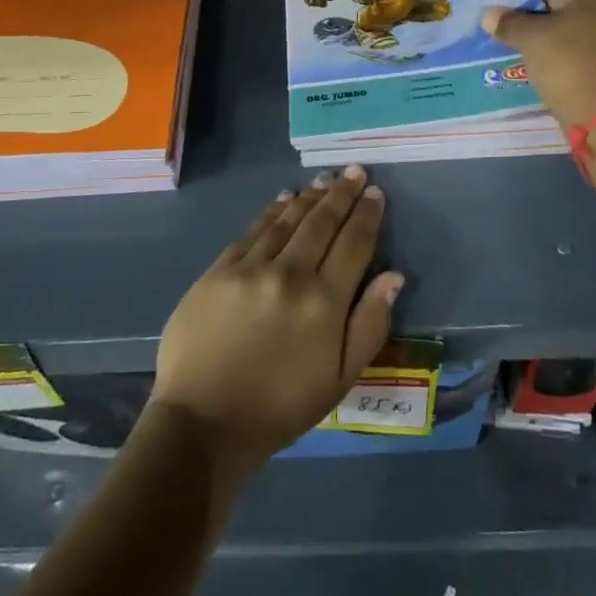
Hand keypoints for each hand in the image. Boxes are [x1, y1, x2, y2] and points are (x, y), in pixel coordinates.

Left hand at [150, 168, 405, 473]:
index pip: (354, 243)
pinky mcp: (219, 270)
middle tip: (354, 170)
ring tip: (324, 180)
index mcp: (324, 302)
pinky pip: (252, 231)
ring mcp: (250, 268)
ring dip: (309, 196)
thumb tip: (393, 275)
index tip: (374, 192)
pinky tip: (283, 200)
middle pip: (322, 222)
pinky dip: (272, 212)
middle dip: (342, 193)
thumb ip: (369, 324)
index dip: (366, 214)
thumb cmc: (280, 408)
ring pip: (287, 219)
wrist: (202, 424)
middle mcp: (290, 274)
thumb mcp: (340, 380)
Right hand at [482, 0, 595, 127]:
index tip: (529, 40)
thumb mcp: (529, 40)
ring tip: (557, 79)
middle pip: (581, 19)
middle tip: (539, 59)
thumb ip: (509, 24)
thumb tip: (488, 14)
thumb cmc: (568, 64)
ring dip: (579, 56)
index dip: (539, 17)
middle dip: (560, 36)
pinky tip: (578, 92)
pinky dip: (594, 76)